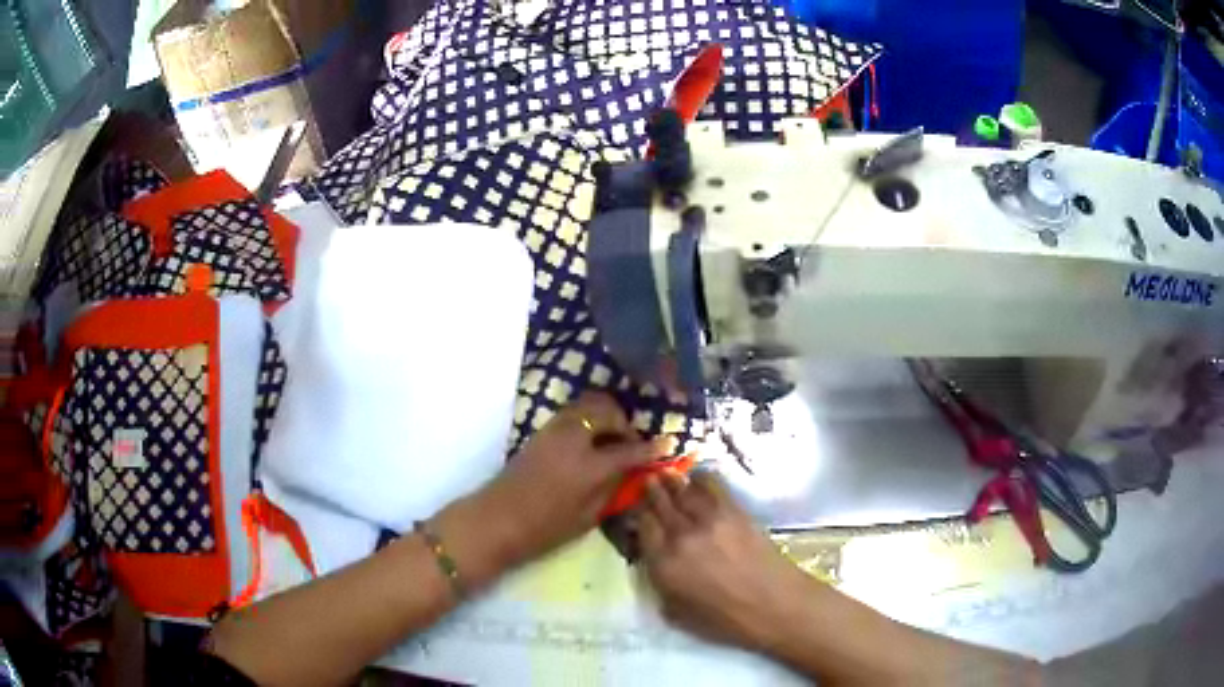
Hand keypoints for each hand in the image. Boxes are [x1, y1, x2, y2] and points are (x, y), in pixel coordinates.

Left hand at [434, 392, 672, 586]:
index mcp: (589, 467)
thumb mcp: (588, 516)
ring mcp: (554, 430)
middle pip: (607, 412)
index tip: (668, 444)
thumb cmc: (544, 528)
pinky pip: (573, 412)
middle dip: (625, 423)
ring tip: (611, 439)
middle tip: (631, 443)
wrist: (496, 519)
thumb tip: (632, 472)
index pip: (630, 450)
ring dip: (605, 416)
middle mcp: (573, 439)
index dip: (652, 448)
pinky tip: (590, 440)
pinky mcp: (541, 430)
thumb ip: (613, 489)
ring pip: (588, 405)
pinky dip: (588, 418)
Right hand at [638, 471, 814, 653]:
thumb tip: (655, 562)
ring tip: (666, 474)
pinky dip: (701, 478)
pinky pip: (711, 486)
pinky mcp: (734, 511)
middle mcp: (680, 537)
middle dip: (651, 492)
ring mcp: (708, 520)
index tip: (638, 510)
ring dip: (672, 481)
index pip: (643, 528)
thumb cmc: (725, 620)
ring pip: (683, 491)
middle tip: (648, 481)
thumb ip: (660, 585)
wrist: (773, 605)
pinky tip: (696, 476)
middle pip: (660, 505)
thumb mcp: (677, 613)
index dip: (638, 516)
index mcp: (663, 565)